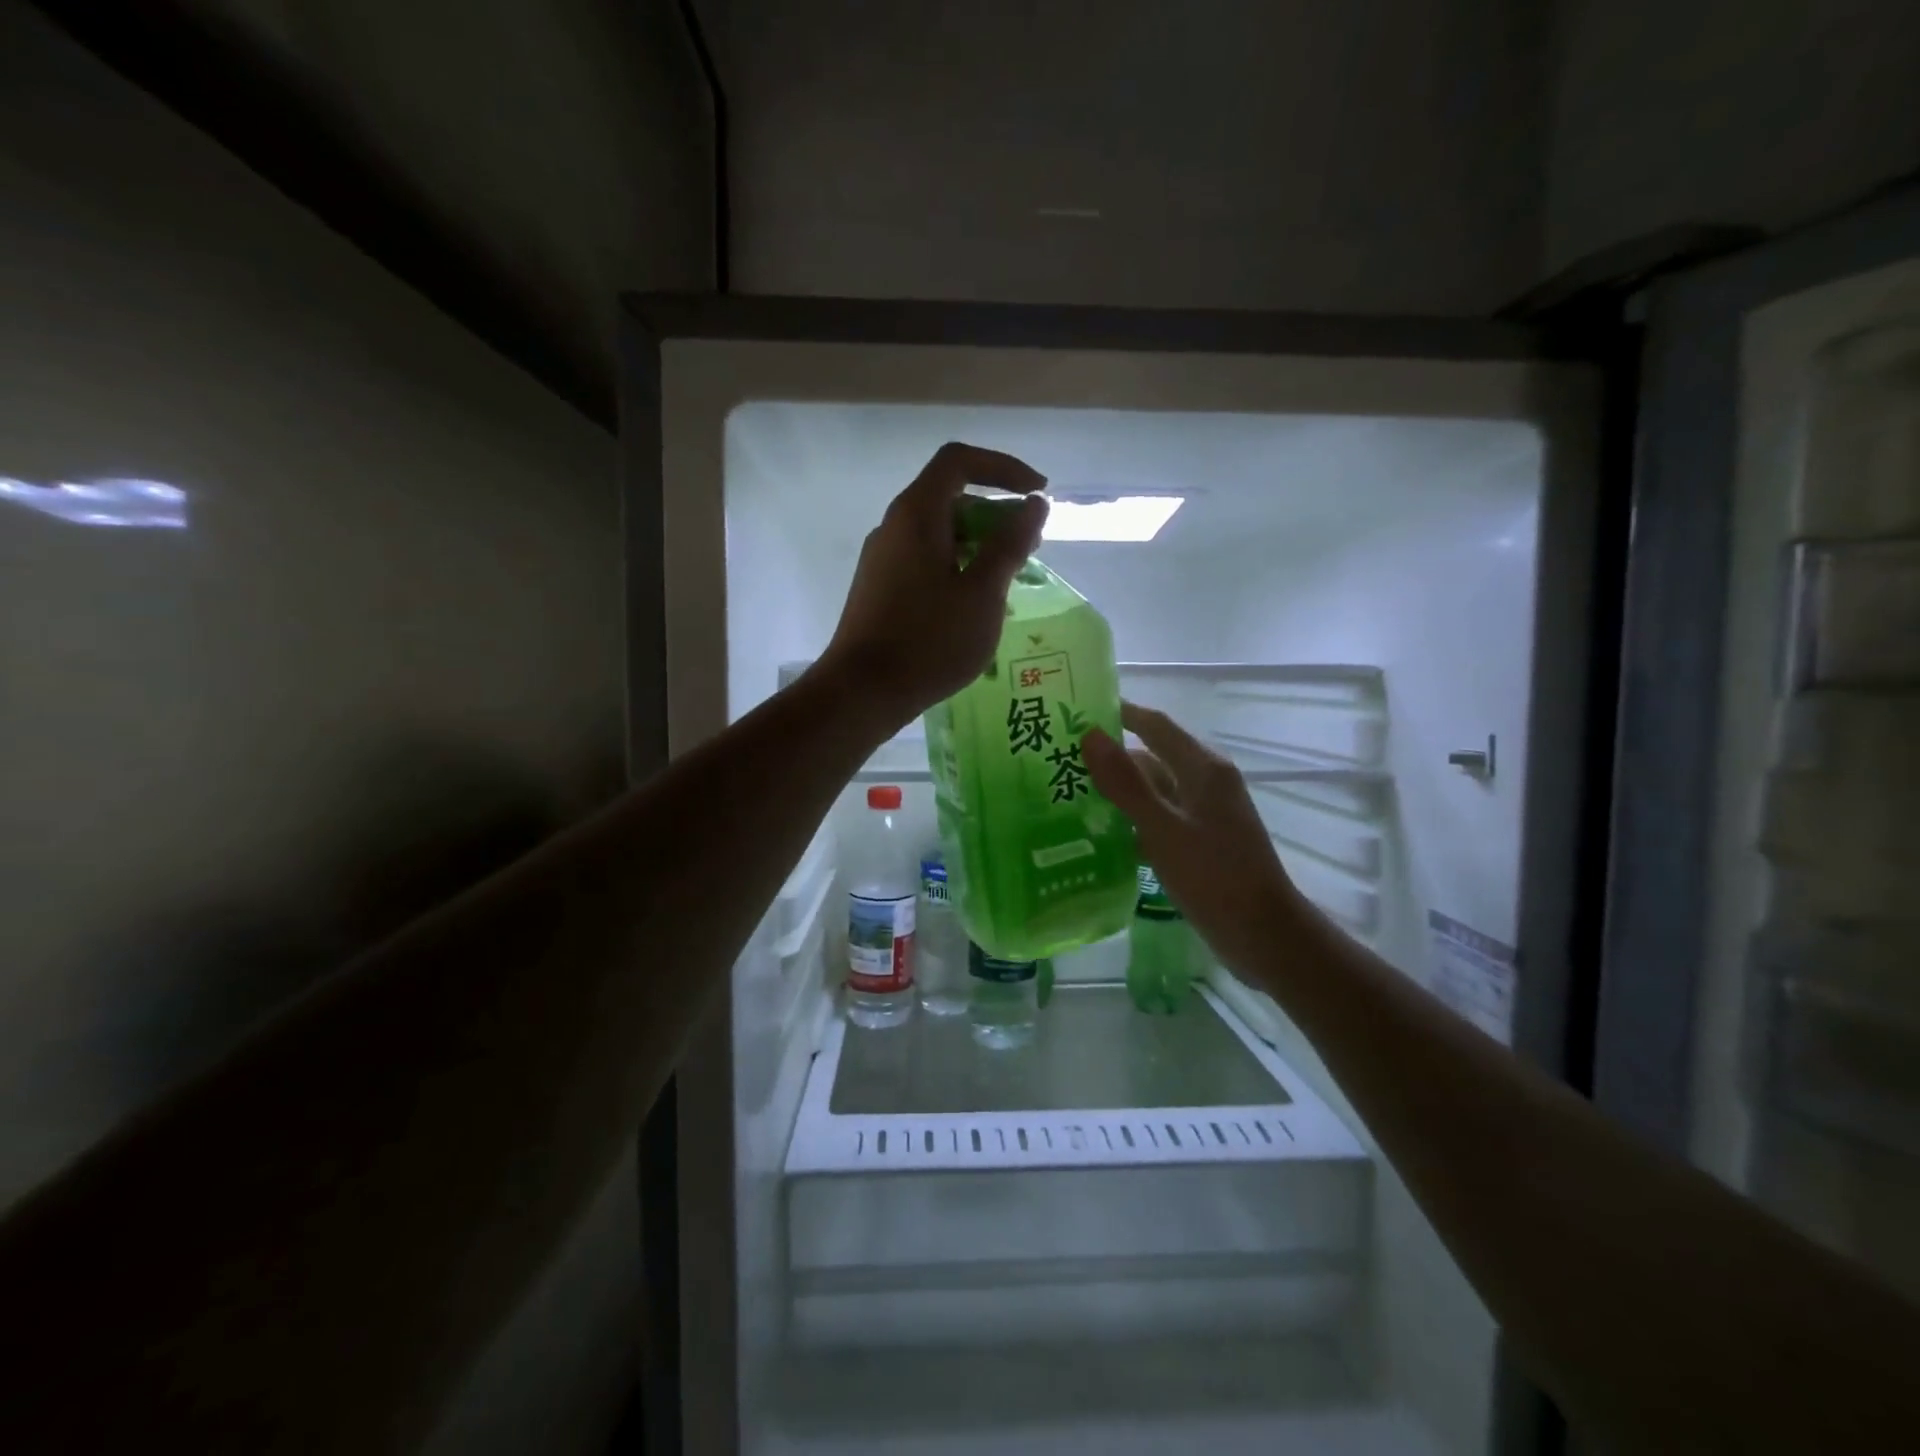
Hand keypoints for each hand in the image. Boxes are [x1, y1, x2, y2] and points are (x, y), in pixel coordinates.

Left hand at [821, 442, 1047, 729]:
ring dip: (978, 545)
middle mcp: (894, 527)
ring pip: (938, 534)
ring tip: (1008, 582)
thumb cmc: (929, 640)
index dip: (1003, 468)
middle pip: (949, 498)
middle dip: (995, 514)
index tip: (1037, 494)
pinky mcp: (878, 589)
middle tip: (1029, 548)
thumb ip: (1010, 544)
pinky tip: (972, 606)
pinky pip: (924, 561)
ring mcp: (881, 559)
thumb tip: (1033, 505)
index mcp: (916, 514)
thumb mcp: (983, 592)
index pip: (959, 461)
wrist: (862, 692)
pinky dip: (956, 567)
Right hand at [1084, 702, 1308, 973]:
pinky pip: (1158, 818)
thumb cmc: (1215, 876)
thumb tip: (1090, 734)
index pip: (1154, 725)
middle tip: (1060, 758)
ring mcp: (1204, 814)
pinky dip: (1131, 819)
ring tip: (1068, 793)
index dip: (1119, 713)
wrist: (1264, 935)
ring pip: (1153, 790)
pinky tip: (1099, 833)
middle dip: (1110, 756)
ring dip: (1117, 790)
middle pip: (1152, 757)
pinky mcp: (1199, 841)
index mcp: (1204, 768)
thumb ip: (1126, 783)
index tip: (1076, 710)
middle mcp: (1206, 783)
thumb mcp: (1163, 828)